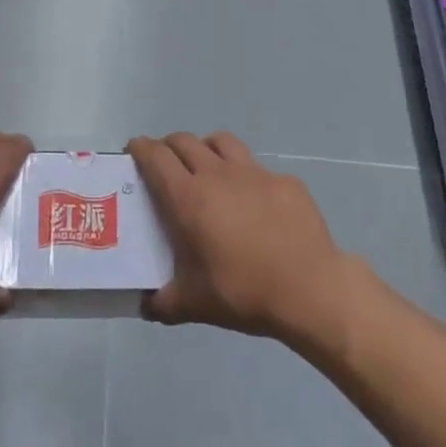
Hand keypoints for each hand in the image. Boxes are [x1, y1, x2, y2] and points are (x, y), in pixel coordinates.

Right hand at [127, 133, 366, 354]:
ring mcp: (254, 173)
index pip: (156, 158)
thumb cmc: (245, 292)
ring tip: (205, 166)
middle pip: (185, 142)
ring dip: (205, 147)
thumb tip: (146, 305)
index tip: (134, 149)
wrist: (311, 289)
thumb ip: (164, 302)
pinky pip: (256, 167)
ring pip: (221, 142)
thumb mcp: (196, 305)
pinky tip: (253, 200)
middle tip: (164, 163)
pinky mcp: (284, 181)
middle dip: (168, 146)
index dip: (141, 148)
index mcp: (190, 198)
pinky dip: (245, 175)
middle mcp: (218, 174)